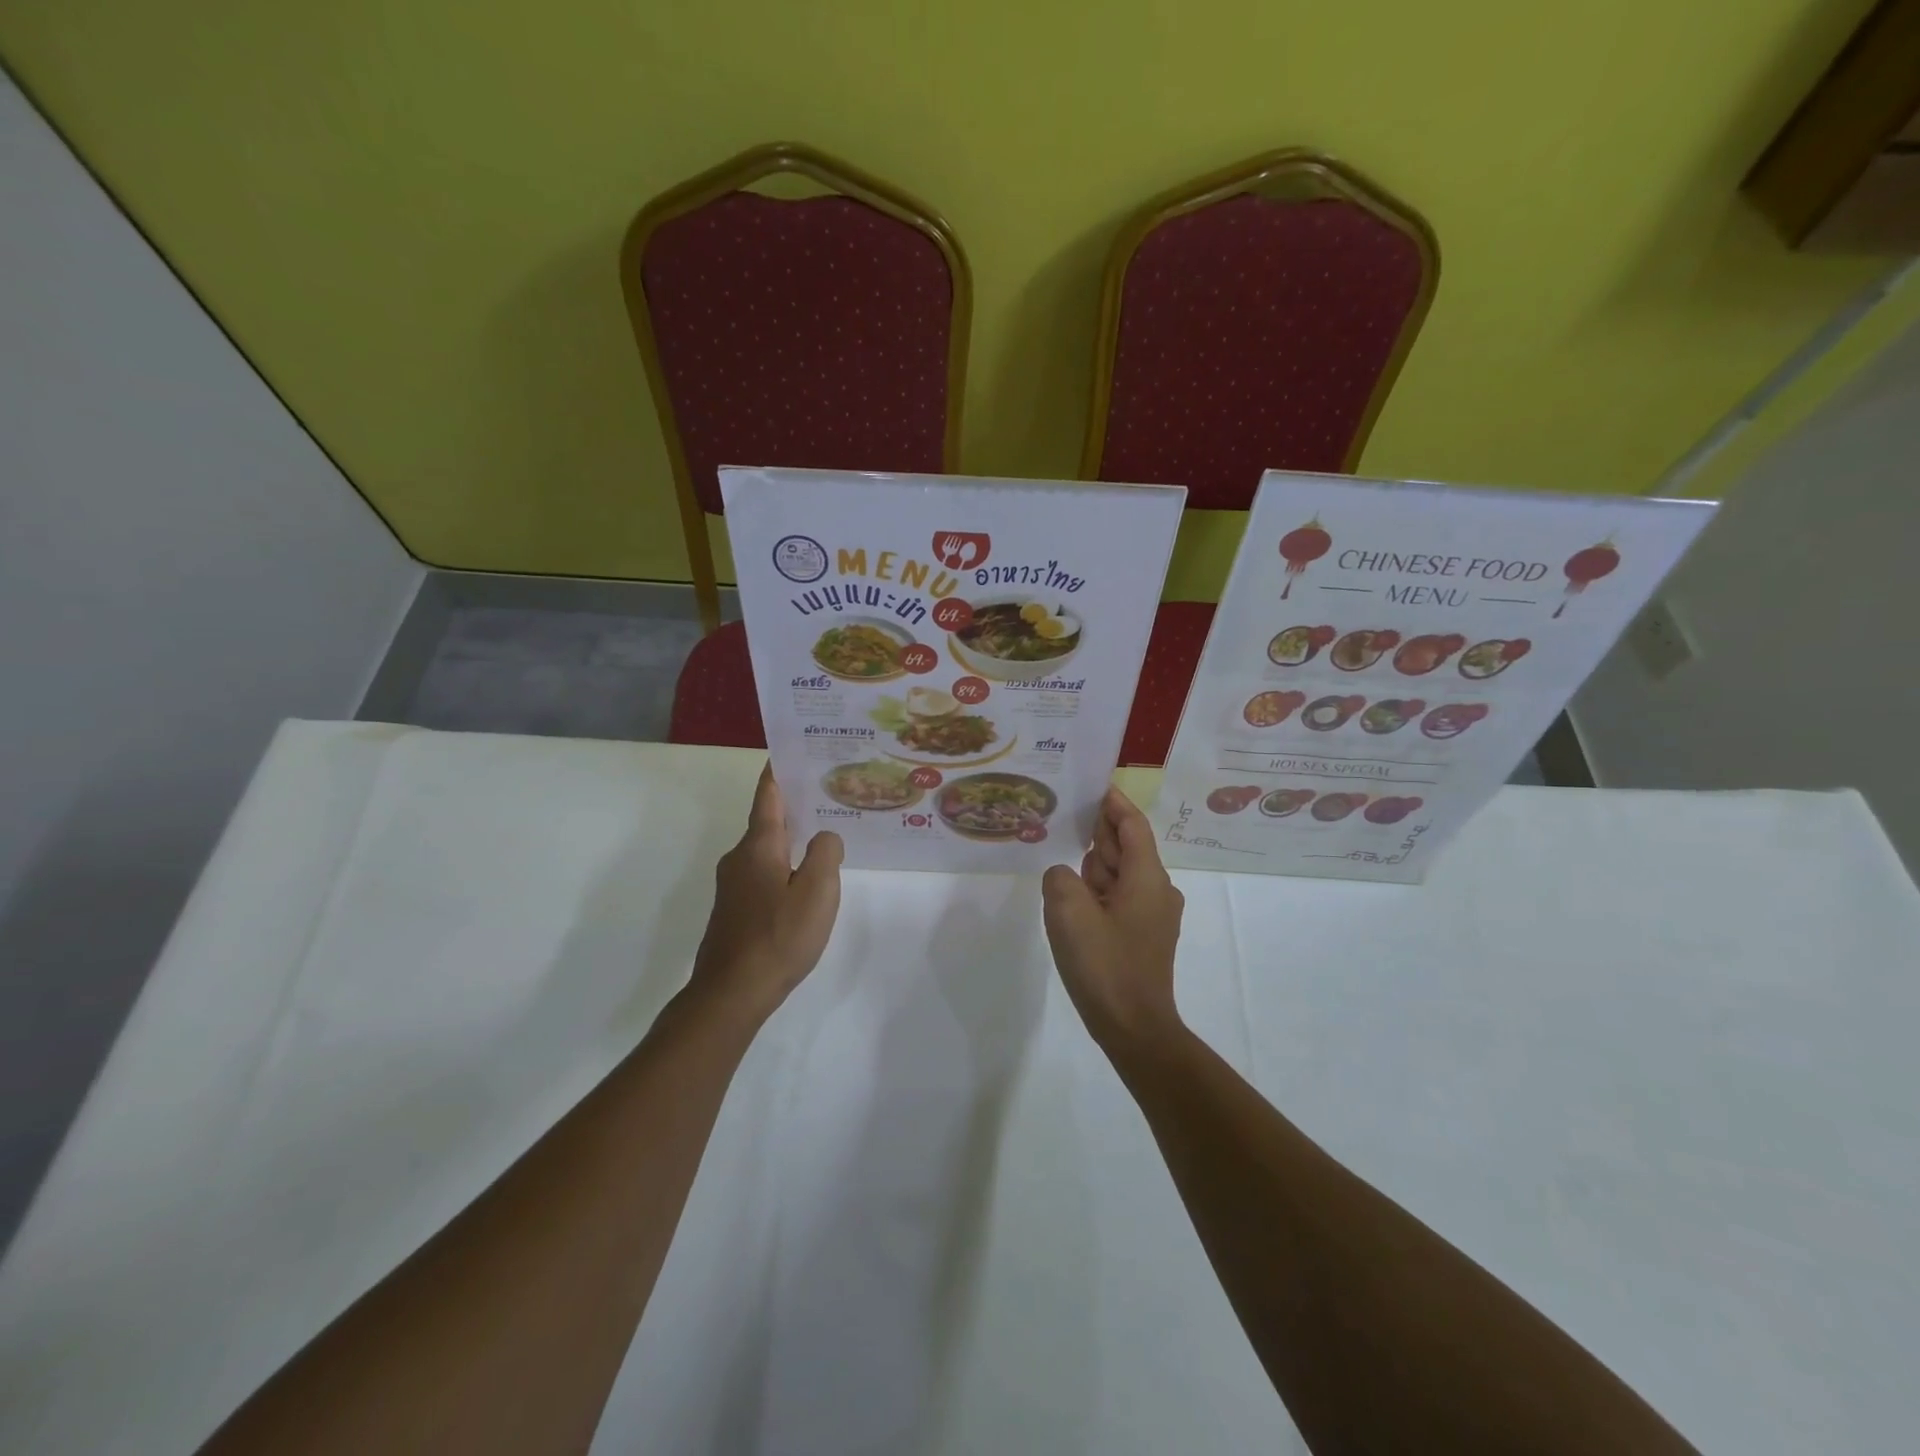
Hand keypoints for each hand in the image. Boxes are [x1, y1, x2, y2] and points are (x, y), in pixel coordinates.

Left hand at [690, 765, 843, 1024]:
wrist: (732, 993)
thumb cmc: (778, 936)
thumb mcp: (817, 891)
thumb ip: (826, 854)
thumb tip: (825, 837)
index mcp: (758, 845)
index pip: (768, 795)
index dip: (778, 770)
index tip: (791, 749)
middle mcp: (740, 857)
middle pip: (768, 820)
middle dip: (795, 804)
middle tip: (829, 792)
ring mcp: (734, 885)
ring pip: (767, 849)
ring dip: (792, 838)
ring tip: (824, 833)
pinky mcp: (735, 909)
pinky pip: (764, 872)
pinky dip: (784, 864)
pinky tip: (805, 880)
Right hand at [1041, 787, 1184, 1051]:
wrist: (1134, 1029)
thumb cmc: (1105, 965)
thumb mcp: (1069, 913)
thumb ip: (1061, 878)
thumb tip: (1066, 876)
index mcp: (1147, 878)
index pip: (1132, 826)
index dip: (1114, 803)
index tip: (1095, 784)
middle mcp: (1157, 890)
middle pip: (1127, 848)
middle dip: (1099, 834)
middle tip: (1065, 817)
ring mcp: (1152, 916)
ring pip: (1120, 875)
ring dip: (1095, 867)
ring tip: (1062, 858)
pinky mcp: (1143, 937)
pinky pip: (1118, 899)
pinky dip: (1098, 891)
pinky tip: (1072, 899)